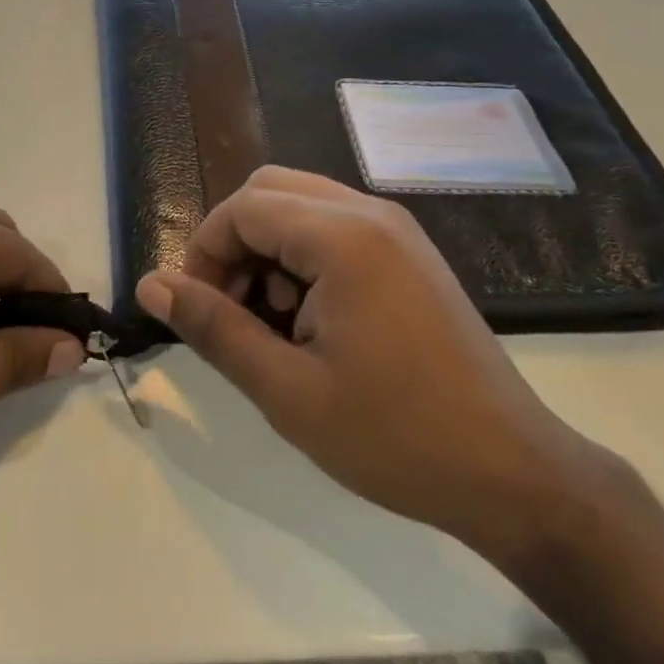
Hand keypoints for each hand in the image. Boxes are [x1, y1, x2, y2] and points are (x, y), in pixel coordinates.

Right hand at [135, 166, 600, 563]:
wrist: (513, 473)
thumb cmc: (395, 437)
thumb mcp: (287, 391)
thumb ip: (213, 328)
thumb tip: (151, 286)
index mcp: (342, 237)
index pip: (242, 208)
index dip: (204, 252)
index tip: (198, 311)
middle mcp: (370, 212)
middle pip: (268, 191)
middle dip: (233, 243)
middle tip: (231, 310)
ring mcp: (396, 228)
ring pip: (300, 204)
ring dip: (267, 250)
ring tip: (272, 323)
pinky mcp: (409, 251)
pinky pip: (334, 226)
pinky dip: (303, 256)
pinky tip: (312, 319)